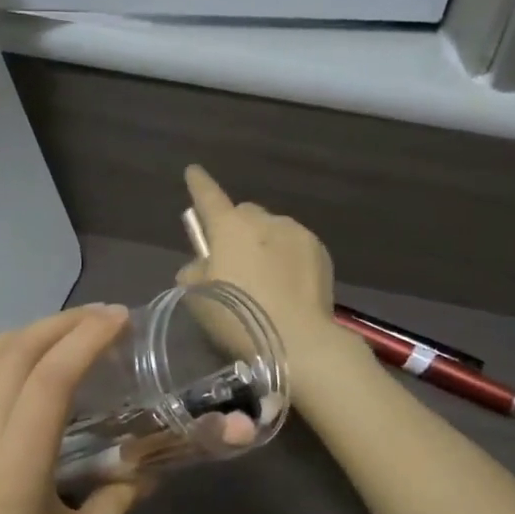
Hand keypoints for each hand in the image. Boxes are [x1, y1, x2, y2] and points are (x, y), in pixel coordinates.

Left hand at [0, 306, 140, 513]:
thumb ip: (115, 505)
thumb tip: (141, 470)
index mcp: (12, 466)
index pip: (49, 377)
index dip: (86, 338)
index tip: (120, 319)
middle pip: (12, 353)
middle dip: (60, 323)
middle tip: (104, 318)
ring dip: (27, 334)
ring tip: (68, 332)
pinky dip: (1, 356)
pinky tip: (27, 368)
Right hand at [178, 166, 343, 359]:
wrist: (297, 341)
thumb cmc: (237, 317)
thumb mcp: (197, 297)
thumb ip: (194, 272)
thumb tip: (203, 264)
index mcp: (229, 227)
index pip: (208, 196)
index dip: (198, 184)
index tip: (193, 171)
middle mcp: (264, 220)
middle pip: (244, 214)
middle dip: (237, 229)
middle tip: (233, 261)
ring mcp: (297, 234)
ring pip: (273, 230)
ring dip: (264, 245)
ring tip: (265, 282)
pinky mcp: (321, 253)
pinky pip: (295, 247)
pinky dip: (287, 260)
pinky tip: (287, 289)